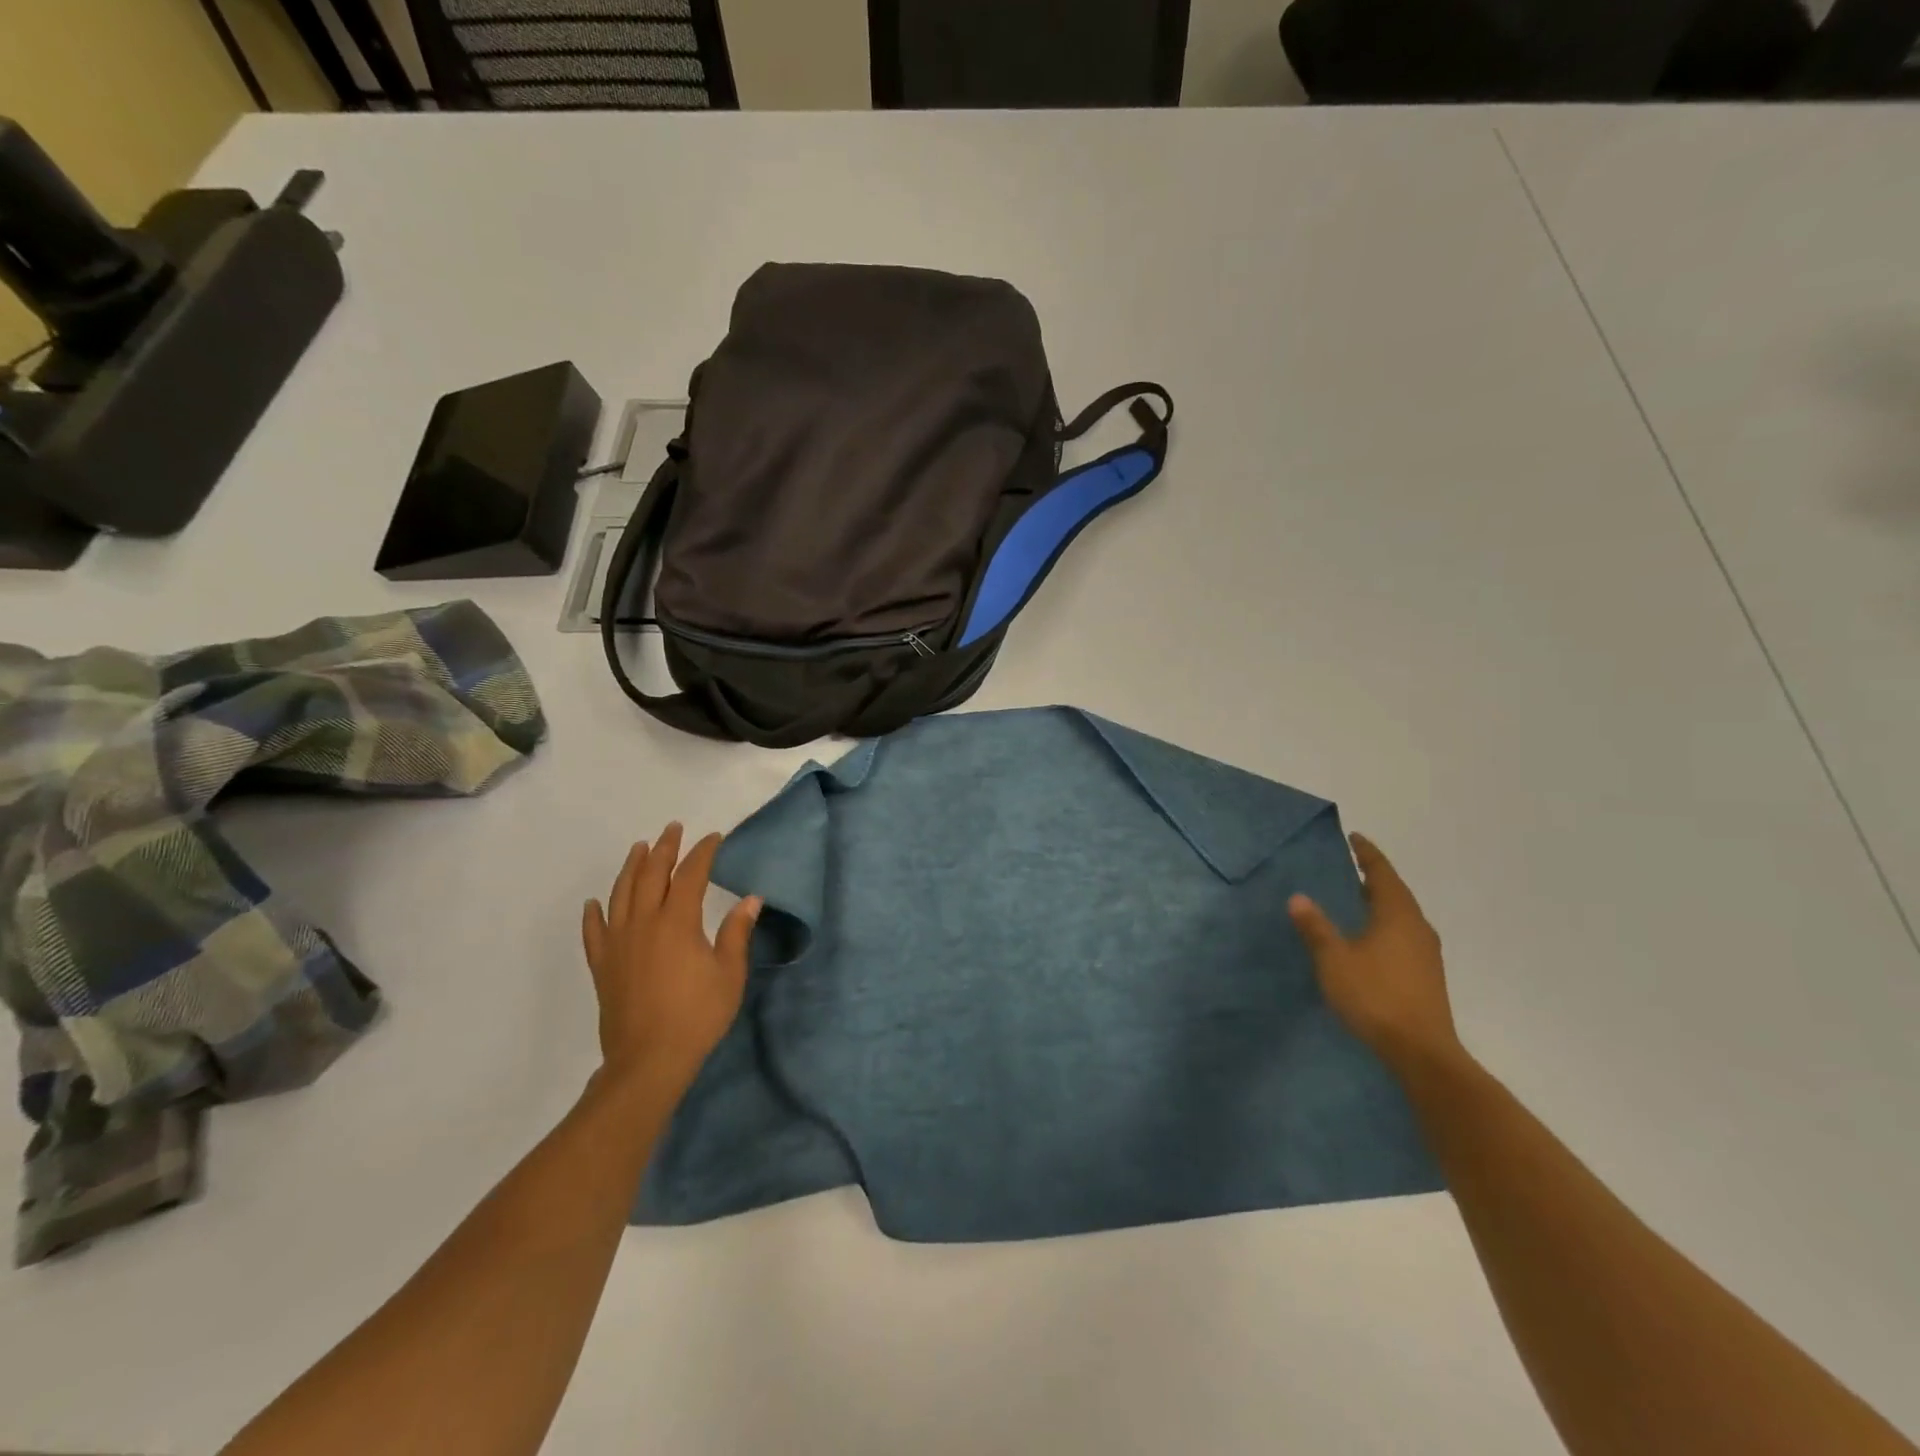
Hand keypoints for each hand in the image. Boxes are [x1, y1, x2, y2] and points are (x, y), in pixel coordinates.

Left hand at [581, 823, 761, 1092]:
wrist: (648, 1060)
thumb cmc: (697, 1015)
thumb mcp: (729, 973)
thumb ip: (737, 933)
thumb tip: (751, 899)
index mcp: (677, 922)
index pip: (690, 875)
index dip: (702, 853)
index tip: (714, 838)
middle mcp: (643, 923)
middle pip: (651, 875)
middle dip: (664, 848)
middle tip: (673, 829)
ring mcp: (618, 943)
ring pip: (621, 894)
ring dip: (631, 867)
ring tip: (639, 848)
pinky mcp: (602, 965)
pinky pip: (594, 931)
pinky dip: (594, 914)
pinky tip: (595, 903)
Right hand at [1288, 833, 1463, 1077]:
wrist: (1421, 1052)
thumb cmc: (1375, 996)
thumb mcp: (1334, 959)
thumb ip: (1316, 927)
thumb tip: (1298, 897)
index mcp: (1397, 915)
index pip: (1382, 873)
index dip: (1367, 854)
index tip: (1354, 838)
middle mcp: (1417, 927)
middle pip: (1395, 893)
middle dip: (1373, 878)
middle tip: (1349, 866)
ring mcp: (1426, 953)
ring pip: (1401, 916)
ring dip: (1379, 903)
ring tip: (1355, 899)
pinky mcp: (1426, 975)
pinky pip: (1403, 935)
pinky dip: (1384, 925)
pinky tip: (1368, 938)